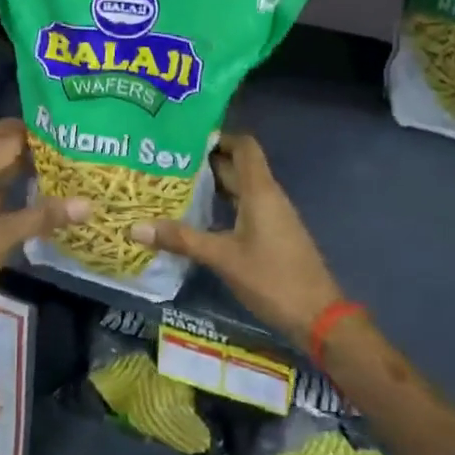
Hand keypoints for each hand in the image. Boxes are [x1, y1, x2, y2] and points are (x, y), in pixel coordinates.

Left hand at [0, 119, 88, 331]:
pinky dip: (0, 179)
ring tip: (45, 159)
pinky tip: (24, 191)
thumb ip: (43, 217)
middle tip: (49, 137)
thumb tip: (88, 204)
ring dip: (7, 156)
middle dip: (14, 134)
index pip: (5, 139)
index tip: (63, 130)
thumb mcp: (3, 238)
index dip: (33, 134)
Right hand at [130, 132, 342, 347]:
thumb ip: (181, 240)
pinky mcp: (272, 234)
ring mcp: (272, 215)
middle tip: (168, 160)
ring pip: (240, 188)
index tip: (186, 137)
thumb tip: (135, 227)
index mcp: (260, 190)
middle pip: (237, 165)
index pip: (243, 145)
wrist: (319, 318)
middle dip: (205, 161)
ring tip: (175, 184)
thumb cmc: (272, 278)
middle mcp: (268, 195)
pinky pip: (244, 207)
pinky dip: (222, 205)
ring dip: (212, 184)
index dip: (219, 136)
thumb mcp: (223, 258)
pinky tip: (198, 216)